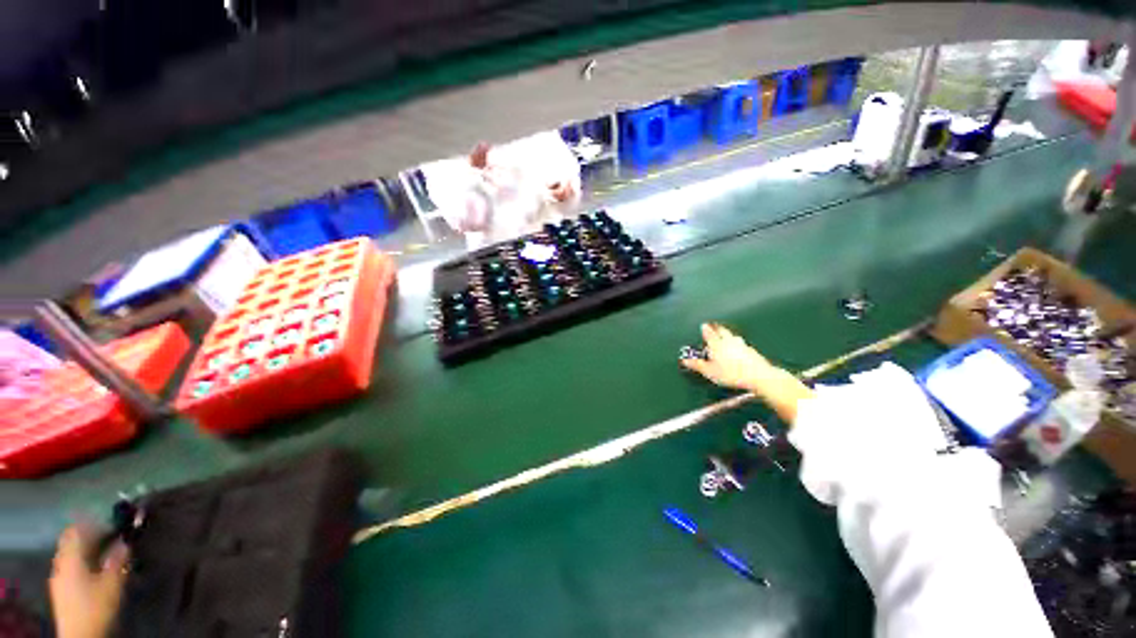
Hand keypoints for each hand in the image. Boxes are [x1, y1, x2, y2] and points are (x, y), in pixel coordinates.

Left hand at [50, 522, 129, 637]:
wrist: (80, 636)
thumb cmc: (96, 606)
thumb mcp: (112, 584)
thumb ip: (118, 560)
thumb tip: (125, 541)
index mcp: (70, 557)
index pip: (76, 529)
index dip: (91, 521)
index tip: (108, 519)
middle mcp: (61, 562)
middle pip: (71, 541)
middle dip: (88, 535)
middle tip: (108, 534)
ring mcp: (59, 577)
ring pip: (70, 554)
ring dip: (86, 549)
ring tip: (104, 551)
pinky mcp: (61, 587)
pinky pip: (70, 566)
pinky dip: (82, 561)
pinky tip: (93, 569)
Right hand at [682, 323, 812, 423]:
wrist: (758, 376)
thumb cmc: (730, 374)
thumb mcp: (709, 372)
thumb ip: (697, 365)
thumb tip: (685, 361)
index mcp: (716, 344)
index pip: (709, 333)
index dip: (705, 329)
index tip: (704, 326)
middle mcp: (728, 341)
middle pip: (721, 331)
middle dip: (717, 328)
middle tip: (713, 326)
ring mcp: (741, 344)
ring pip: (732, 336)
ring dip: (727, 334)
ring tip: (725, 336)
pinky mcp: (751, 350)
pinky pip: (741, 343)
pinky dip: (737, 343)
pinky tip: (738, 348)